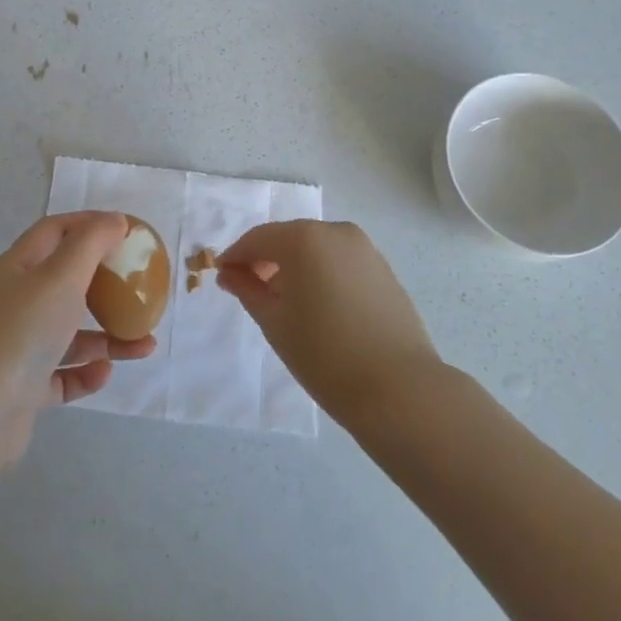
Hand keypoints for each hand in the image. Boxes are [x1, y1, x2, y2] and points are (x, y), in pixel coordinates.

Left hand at [0, 212, 155, 484]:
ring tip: (143, 344)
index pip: (54, 232)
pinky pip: (62, 373)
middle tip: (138, 288)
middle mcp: (15, 302)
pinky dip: (86, 372)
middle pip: (65, 282)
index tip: (126, 231)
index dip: (89, 224)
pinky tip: (105, 373)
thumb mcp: (61, 276)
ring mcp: (18, 347)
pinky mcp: (24, 388)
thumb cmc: (21, 332)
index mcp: (17, 268)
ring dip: (107, 335)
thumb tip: (114, 220)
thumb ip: (91, 243)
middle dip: (105, 284)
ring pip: (70, 332)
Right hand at [218, 220, 440, 425]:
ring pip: (316, 248)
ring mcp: (364, 249)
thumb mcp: (274, 322)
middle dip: (266, 260)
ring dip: (294, 267)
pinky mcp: (383, 269)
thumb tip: (230, 273)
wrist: (398, 388)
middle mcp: (336, 231)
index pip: (258, 239)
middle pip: (288, 239)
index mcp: (304, 238)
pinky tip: (317, 306)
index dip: (236, 256)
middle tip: (249, 290)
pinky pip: (339, 261)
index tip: (222, 276)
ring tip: (284, 303)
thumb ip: (247, 289)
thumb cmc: (324, 354)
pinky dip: (321, 273)